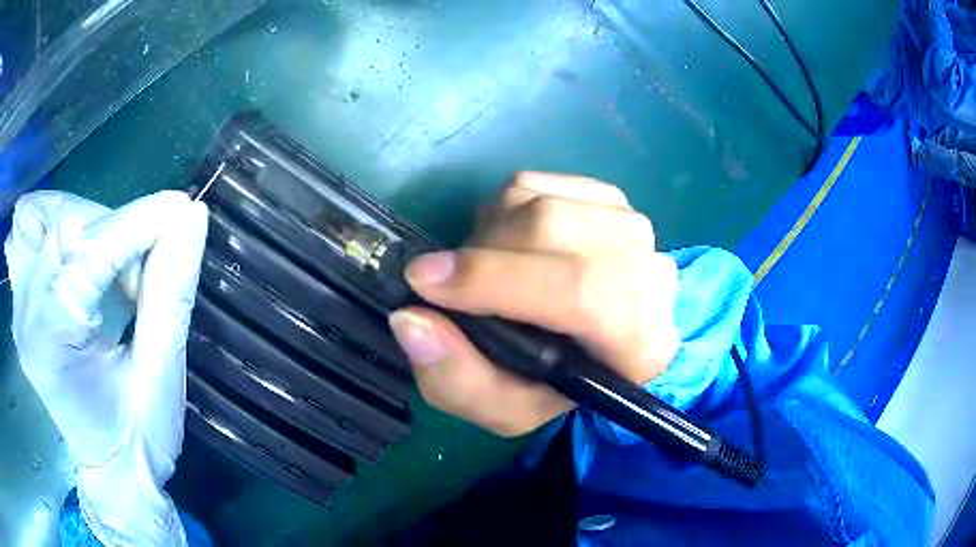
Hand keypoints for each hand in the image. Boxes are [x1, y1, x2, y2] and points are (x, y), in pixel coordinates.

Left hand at [5, 190, 207, 545]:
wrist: (111, 471)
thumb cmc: (138, 439)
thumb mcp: (161, 375)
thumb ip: (171, 292)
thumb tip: (192, 218)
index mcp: (52, 341)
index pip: (89, 250)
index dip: (137, 223)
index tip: (181, 212)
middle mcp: (26, 315)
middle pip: (65, 224)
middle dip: (113, 230)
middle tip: (144, 270)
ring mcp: (20, 306)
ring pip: (48, 218)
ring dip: (89, 227)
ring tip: (113, 268)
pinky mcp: (23, 302)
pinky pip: (36, 234)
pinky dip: (66, 232)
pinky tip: (86, 262)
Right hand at [388, 173, 678, 436]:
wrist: (592, 350)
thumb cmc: (549, 388)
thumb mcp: (500, 409)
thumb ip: (456, 379)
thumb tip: (410, 319)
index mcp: (640, 347)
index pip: (578, 292)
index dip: (494, 280)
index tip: (424, 282)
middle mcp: (652, 279)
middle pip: (555, 230)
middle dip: (483, 253)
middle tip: (450, 281)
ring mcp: (635, 230)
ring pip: (541, 201)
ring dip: (491, 232)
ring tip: (484, 268)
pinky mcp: (612, 201)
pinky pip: (540, 182)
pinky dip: (506, 207)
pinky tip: (511, 244)